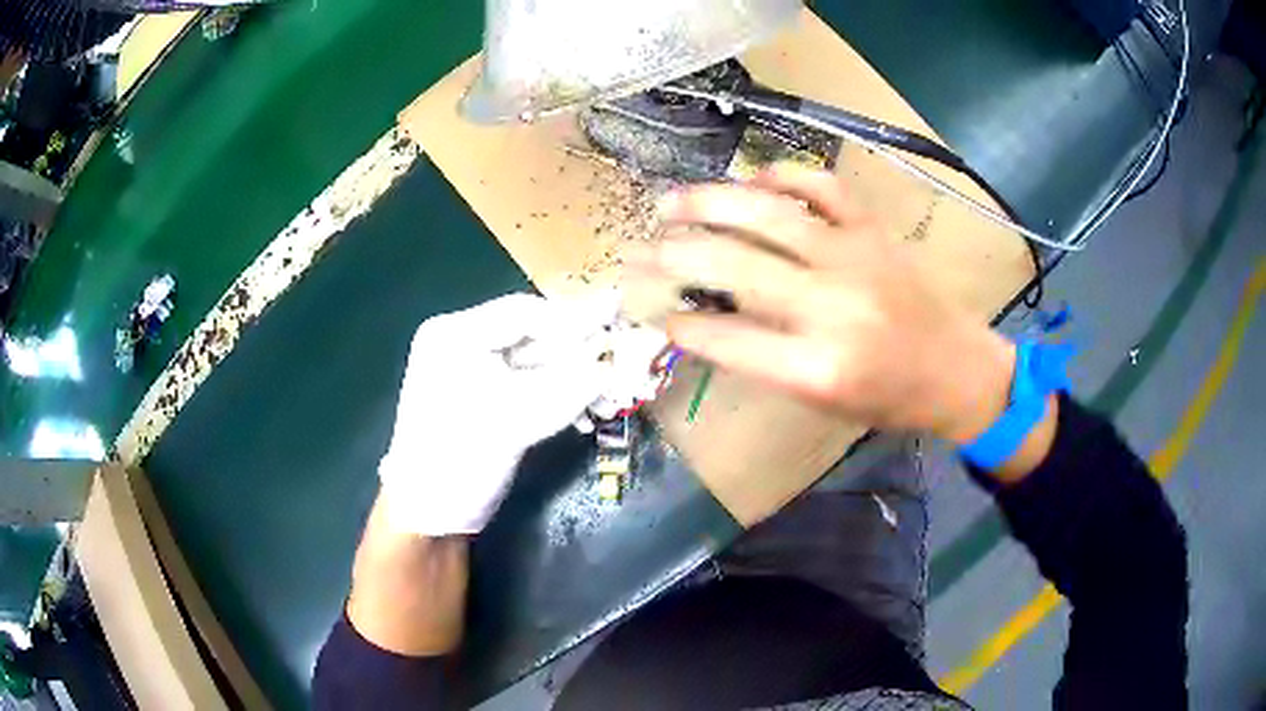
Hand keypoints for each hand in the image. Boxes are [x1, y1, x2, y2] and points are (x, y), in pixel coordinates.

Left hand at [378, 293, 611, 535]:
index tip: (618, 328)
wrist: (429, 515)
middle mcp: (462, 343)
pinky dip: (559, 398)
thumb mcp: (516, 421)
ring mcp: (472, 372)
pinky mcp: (485, 399)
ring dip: (574, 380)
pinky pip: (530, 386)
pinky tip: (586, 415)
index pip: (525, 312)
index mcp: (455, 334)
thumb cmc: (460, 459)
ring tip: (609, 400)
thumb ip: (572, 387)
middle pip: (532, 336)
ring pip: (536, 363)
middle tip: (622, 366)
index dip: (574, 321)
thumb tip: (623, 363)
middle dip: (578, 356)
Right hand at [625, 163, 1014, 444]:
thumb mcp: (821, 400)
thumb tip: (706, 318)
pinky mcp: (873, 231)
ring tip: (668, 204)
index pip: (725, 338)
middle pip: (735, 267)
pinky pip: (821, 187)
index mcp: (817, 368)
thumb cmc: (889, 399)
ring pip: (767, 215)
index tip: (648, 308)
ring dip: (708, 203)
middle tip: (636, 250)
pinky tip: (751, 179)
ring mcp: (855, 259)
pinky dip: (781, 175)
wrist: (958, 372)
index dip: (679, 322)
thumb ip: (763, 358)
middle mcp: (832, 307)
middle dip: (673, 255)